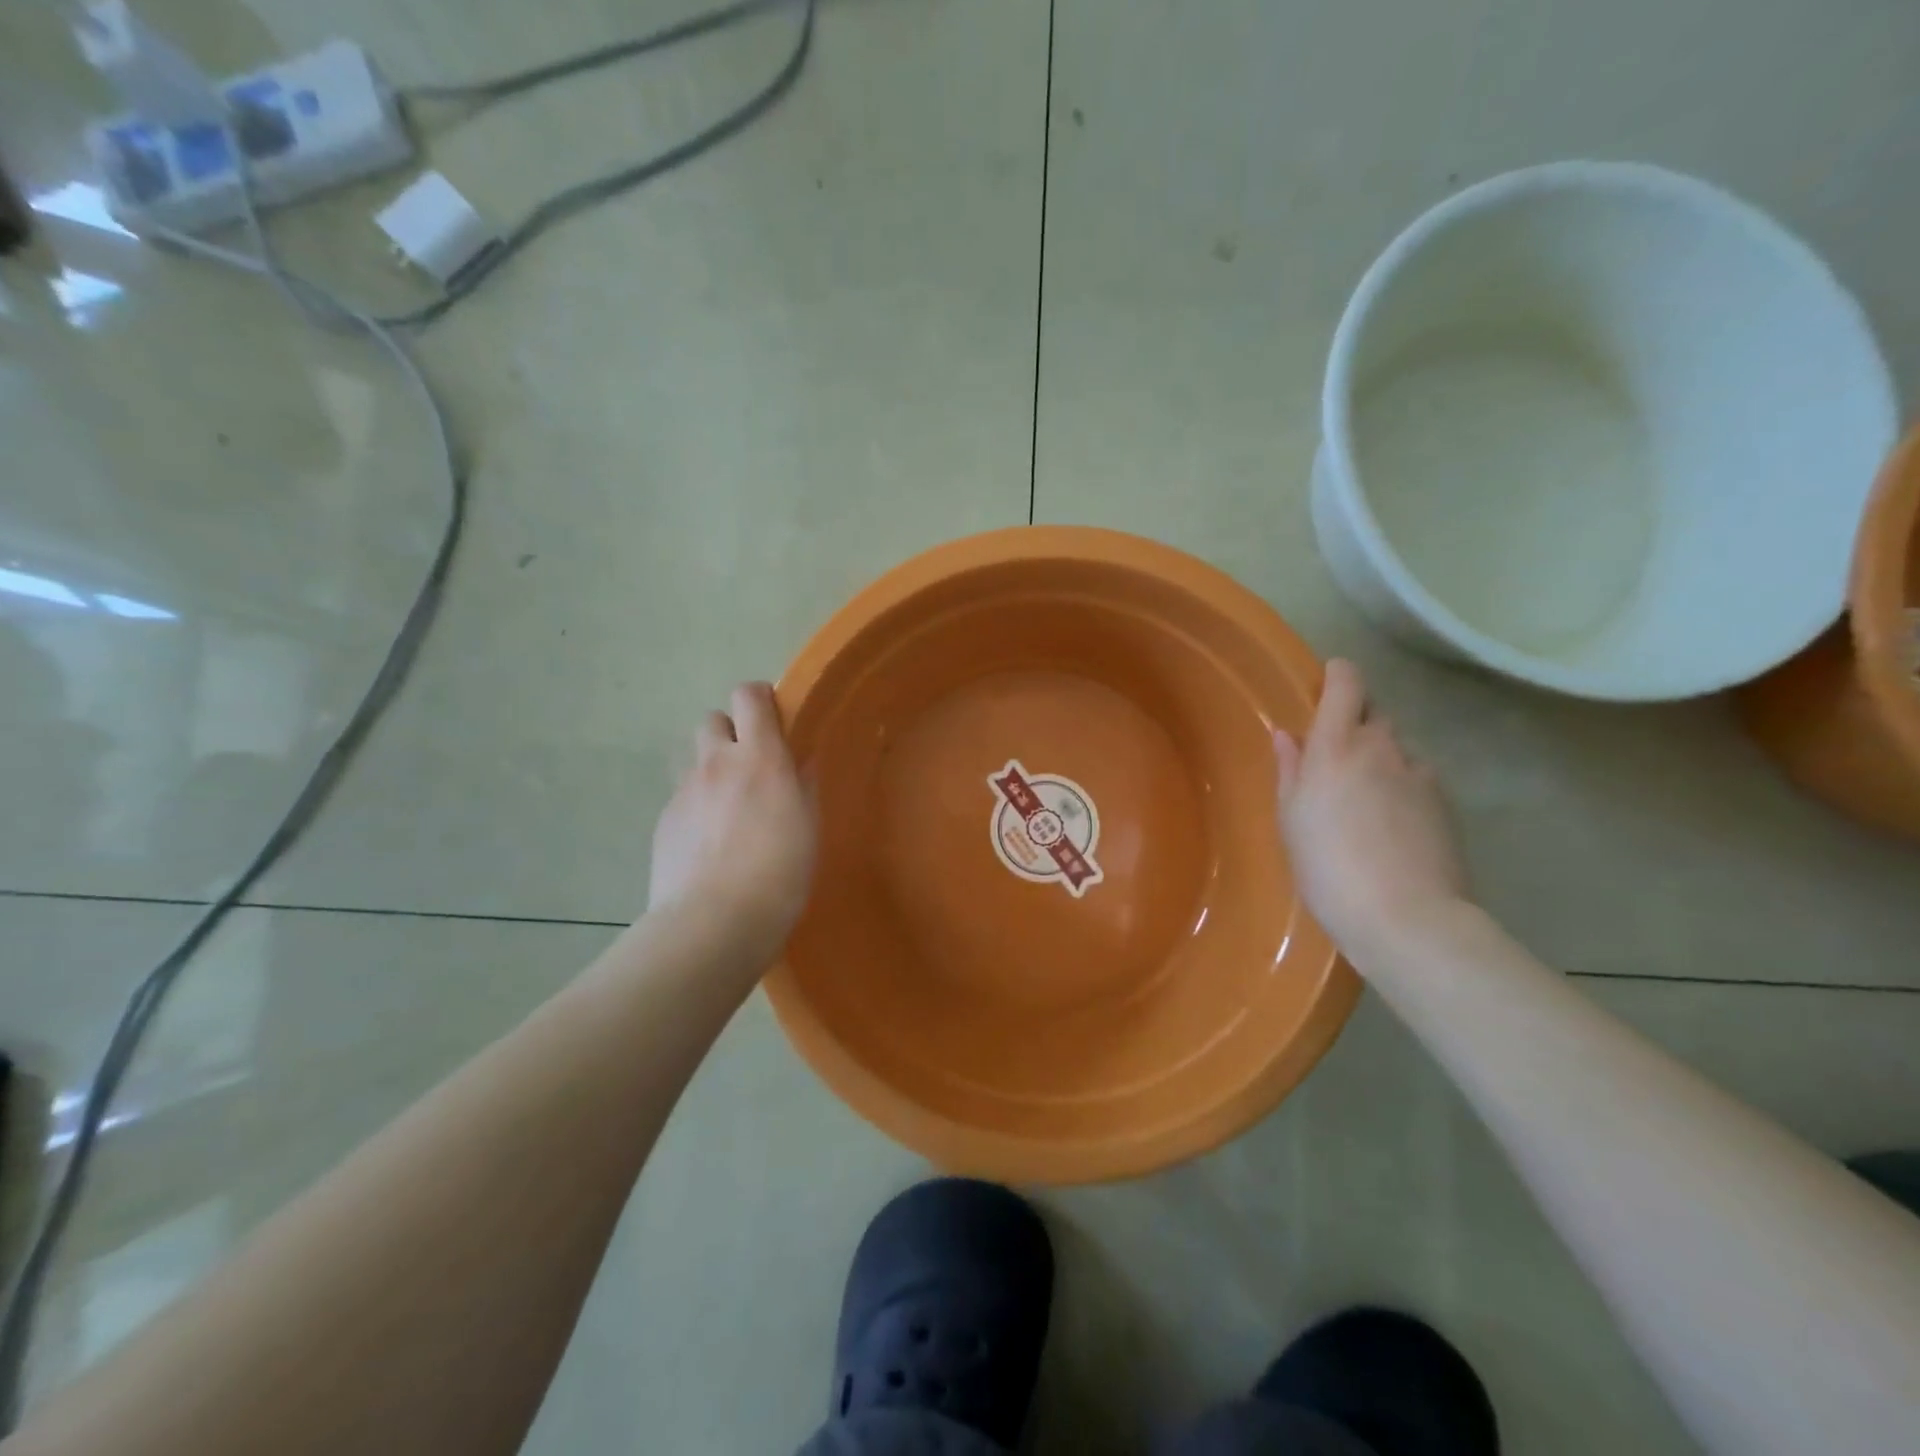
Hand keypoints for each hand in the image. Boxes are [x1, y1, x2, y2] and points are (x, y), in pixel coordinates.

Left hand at [648, 682, 816, 967]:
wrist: (713, 922)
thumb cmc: (778, 873)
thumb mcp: (808, 827)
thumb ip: (803, 785)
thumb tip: (800, 760)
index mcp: (759, 757)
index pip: (749, 695)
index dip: (761, 700)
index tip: (775, 722)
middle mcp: (716, 763)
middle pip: (713, 719)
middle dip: (731, 733)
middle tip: (751, 768)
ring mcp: (684, 791)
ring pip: (695, 759)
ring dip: (712, 769)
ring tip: (729, 807)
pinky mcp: (664, 821)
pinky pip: (682, 797)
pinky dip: (697, 806)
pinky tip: (710, 843)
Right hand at [1274, 659, 1469, 952]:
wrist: (1406, 918)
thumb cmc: (1328, 867)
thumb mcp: (1292, 820)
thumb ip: (1291, 770)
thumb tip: (1288, 736)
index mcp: (1337, 746)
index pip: (1347, 684)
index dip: (1338, 675)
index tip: (1325, 683)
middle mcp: (1383, 747)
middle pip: (1373, 713)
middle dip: (1354, 722)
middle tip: (1332, 757)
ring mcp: (1420, 774)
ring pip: (1396, 747)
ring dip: (1379, 757)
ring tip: (1362, 798)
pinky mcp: (1445, 803)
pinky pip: (1416, 777)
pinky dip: (1401, 785)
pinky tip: (1390, 824)